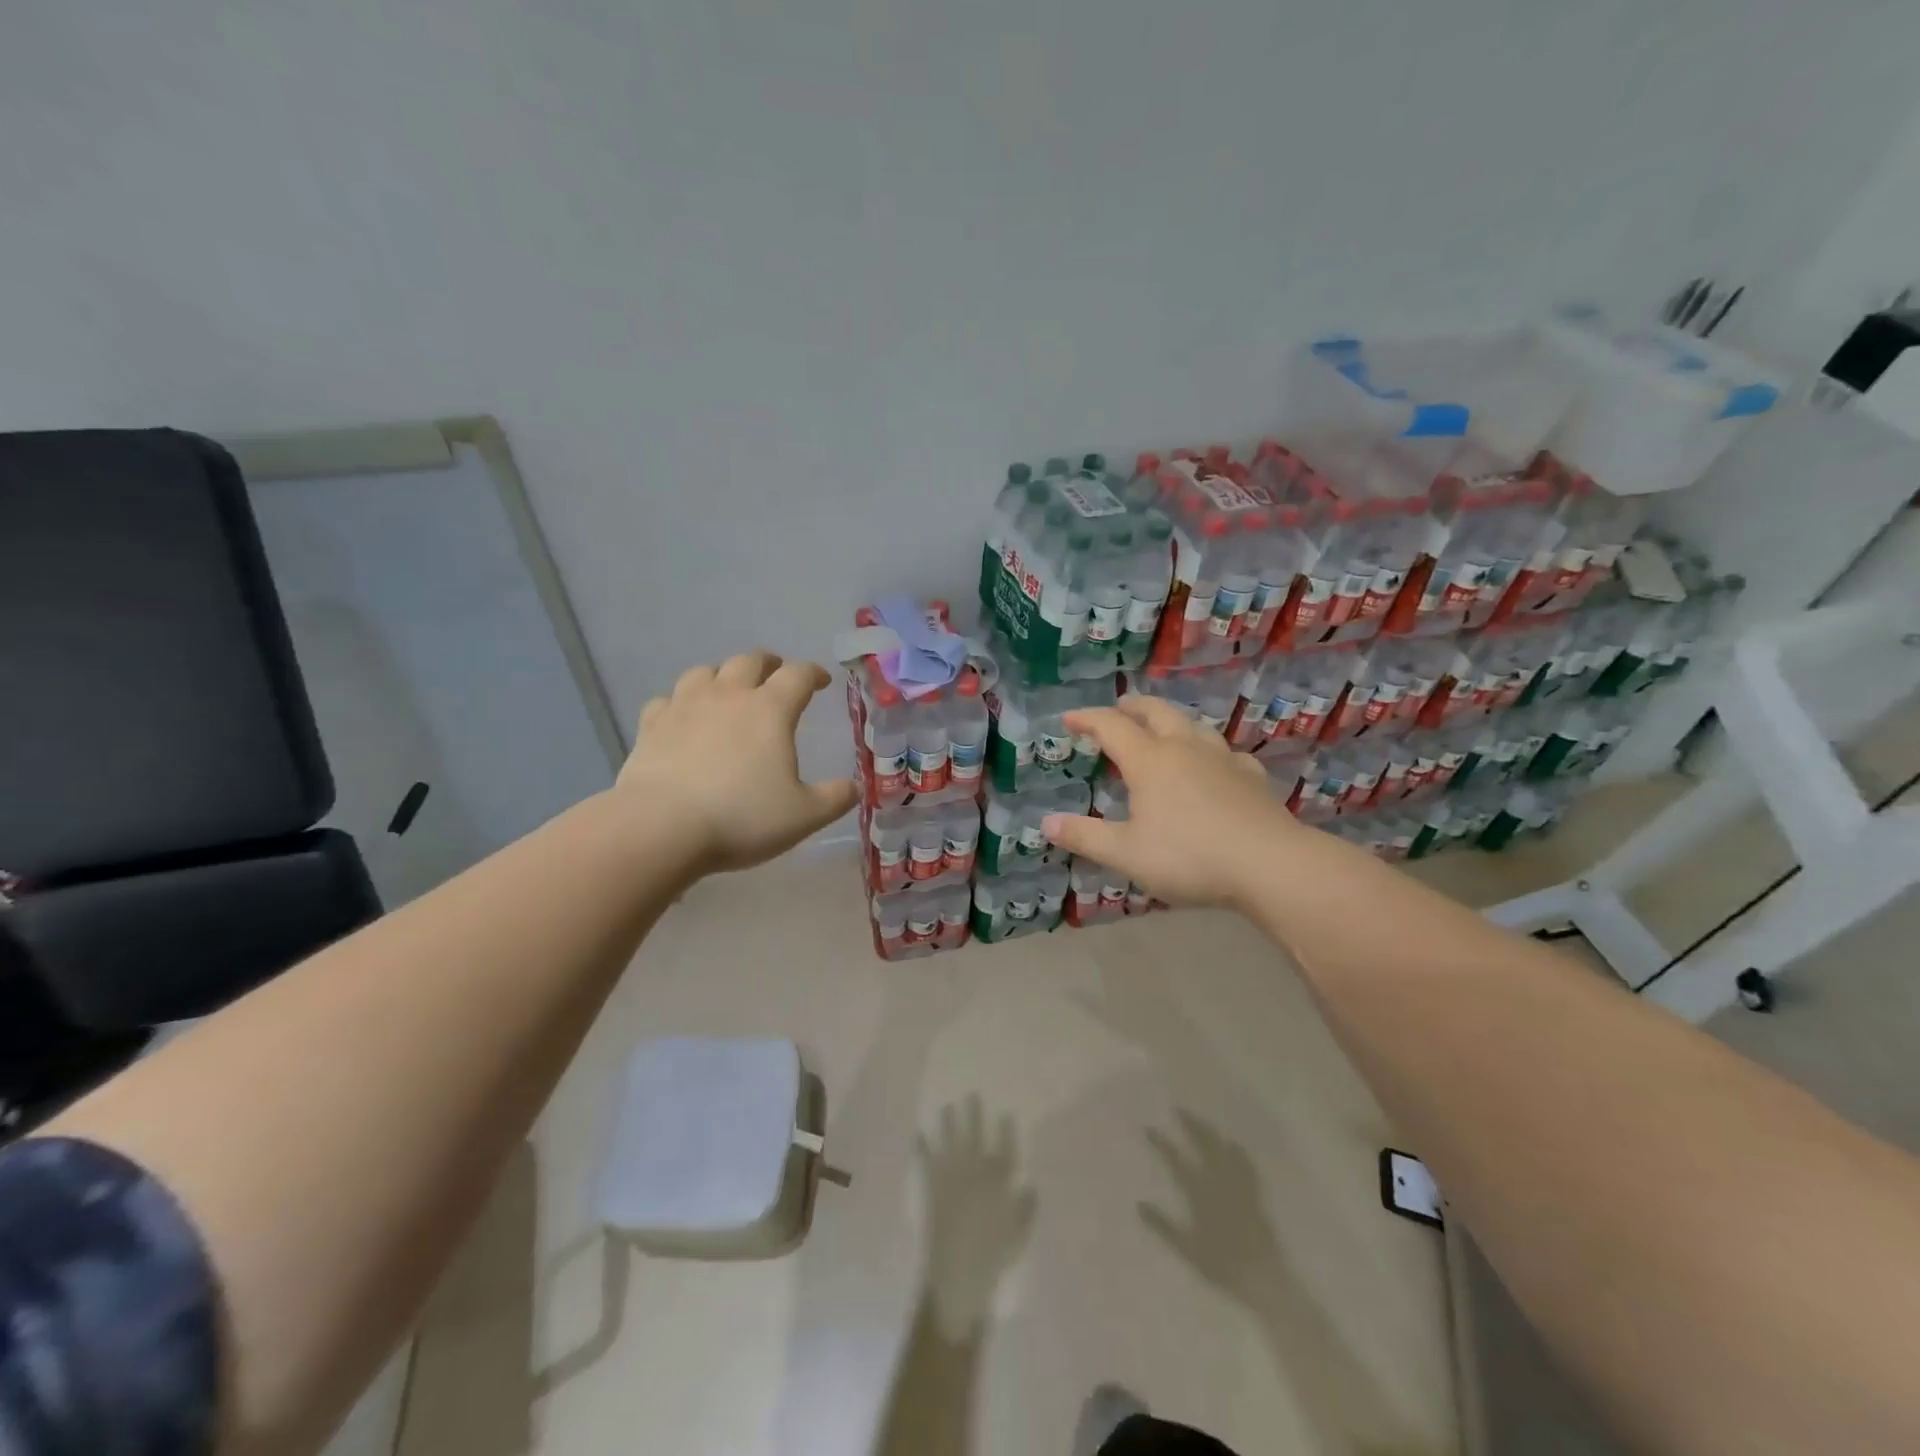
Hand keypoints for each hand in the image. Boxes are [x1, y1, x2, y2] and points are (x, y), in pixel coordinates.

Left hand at [617, 650, 857, 874]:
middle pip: (749, 661)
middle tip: (777, 673)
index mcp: (770, 710)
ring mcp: (685, 706)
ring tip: (728, 690)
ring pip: (705, 672)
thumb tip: (855, 788)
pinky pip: (666, 701)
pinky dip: (679, 704)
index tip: (822, 681)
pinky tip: (682, 718)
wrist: (662, 828)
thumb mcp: (804, 816)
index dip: (813, 673)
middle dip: (768, 664)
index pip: (798, 675)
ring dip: (722, 675)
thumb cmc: (742, 817)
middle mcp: (728, 696)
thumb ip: (835, 799)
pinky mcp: (651, 726)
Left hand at [918, 1097, 1036, 1337]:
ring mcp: (952, 1176)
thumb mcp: (1020, 1235)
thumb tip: (1029, 1185)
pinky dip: (922, 1148)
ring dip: (947, 1123)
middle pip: (976, 1135)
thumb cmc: (994, 1258)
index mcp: (999, 1181)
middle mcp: (975, 1171)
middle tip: (971, 1094)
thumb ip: (1026, 1208)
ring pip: (950, 1140)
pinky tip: (918, 1135)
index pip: (1005, 1147)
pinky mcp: (932, 1187)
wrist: (958, 1274)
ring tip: (946, 1107)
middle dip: (974, 1114)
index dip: (1006, 1129)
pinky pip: (926, 1161)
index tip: (1005, 1112)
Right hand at [1041, 695, 1302, 908]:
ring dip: (1170, 721)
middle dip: (1132, 707)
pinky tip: (1213, 765)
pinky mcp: (1251, 777)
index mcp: (1150, 761)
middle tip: (1117, 710)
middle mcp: (1185, 748)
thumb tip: (1046, 823)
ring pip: (1192, 725)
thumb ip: (1085, 836)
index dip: (1087, 718)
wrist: (1270, 865)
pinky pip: (1225, 752)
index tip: (1069, 718)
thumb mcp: (1126, 853)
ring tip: (1161, 730)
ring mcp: (1223, 759)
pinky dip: (1208, 751)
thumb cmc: (1189, 857)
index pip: (1111, 726)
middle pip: (1155, 712)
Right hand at [1139, 1110, 1281, 1300]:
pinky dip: (1238, 1151)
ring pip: (1223, 1149)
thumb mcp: (1186, 1249)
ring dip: (1211, 1132)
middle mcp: (1219, 1182)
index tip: (1149, 1128)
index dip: (1162, 1143)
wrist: (1262, 1279)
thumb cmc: (1221, 1265)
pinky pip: (1246, 1165)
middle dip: (1191, 1125)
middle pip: (1204, 1145)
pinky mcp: (1255, 1194)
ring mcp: (1238, 1185)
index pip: (1176, 1160)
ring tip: (1201, 1121)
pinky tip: (1234, 1144)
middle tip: (1179, 1109)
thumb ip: (1162, 1225)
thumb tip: (1139, 1204)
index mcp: (1199, 1193)